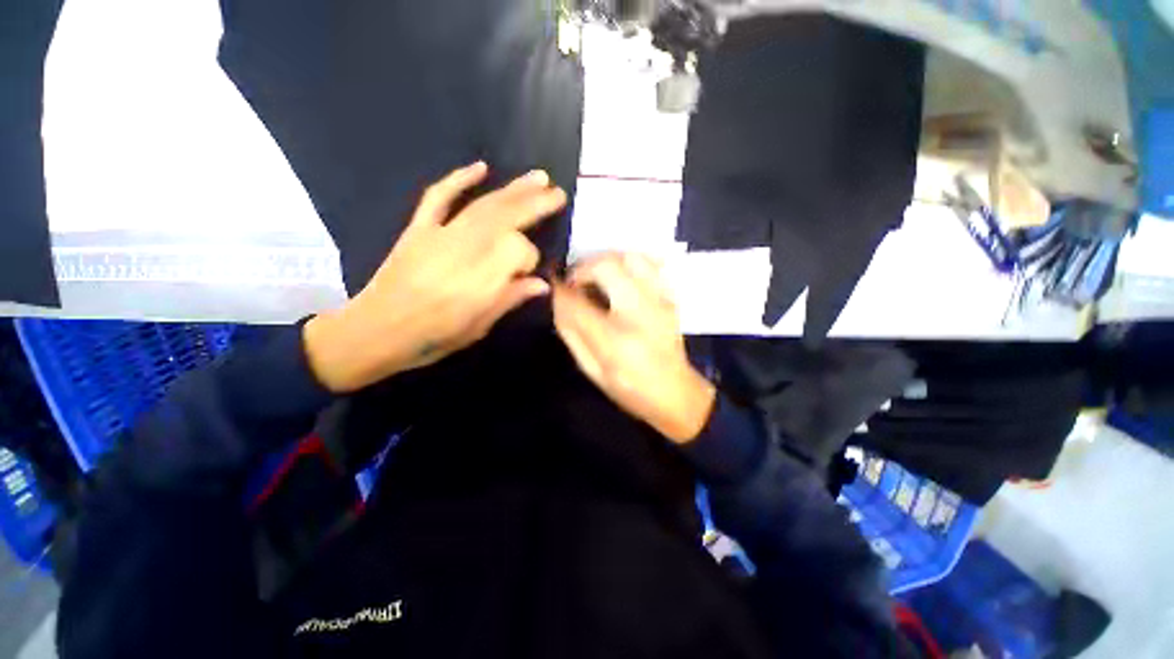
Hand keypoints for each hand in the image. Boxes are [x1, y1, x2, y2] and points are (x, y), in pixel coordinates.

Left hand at [305, 162, 566, 391]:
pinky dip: (459, 179)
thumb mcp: (478, 328)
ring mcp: (438, 236)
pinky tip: (481, 167)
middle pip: (505, 218)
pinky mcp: (418, 229)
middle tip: (559, 193)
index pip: (519, 251)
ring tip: (539, 177)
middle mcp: (463, 252)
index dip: (531, 258)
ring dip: (513, 189)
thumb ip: (509, 300)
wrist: (373, 332)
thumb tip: (541, 283)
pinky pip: (438, 197)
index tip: (531, 273)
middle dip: (535, 204)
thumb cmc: (432, 338)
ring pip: (482, 205)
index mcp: (480, 281)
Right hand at [553, 253, 715, 442]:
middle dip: (582, 267)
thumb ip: (571, 332)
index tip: (554, 287)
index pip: (577, 302)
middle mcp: (639, 313)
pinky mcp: (670, 298)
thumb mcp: (592, 370)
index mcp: (615, 341)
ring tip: (596, 275)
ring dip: (606, 260)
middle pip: (606, 266)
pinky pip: (651, 265)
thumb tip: (558, 300)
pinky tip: (621, 276)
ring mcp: (659, 301)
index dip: (560, 290)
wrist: (677, 393)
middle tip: (575, 281)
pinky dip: (630, 262)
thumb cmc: (630, 389)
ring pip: (630, 257)